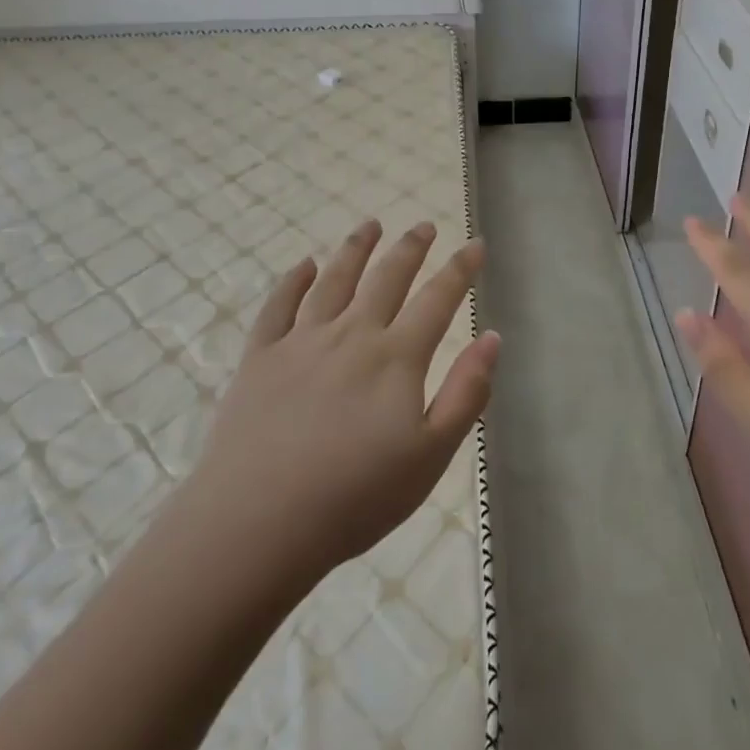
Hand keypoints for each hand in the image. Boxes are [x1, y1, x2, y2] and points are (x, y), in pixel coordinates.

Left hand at [179, 219, 497, 585]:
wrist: (257, 523)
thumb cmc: (355, 498)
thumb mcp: (431, 456)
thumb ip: (466, 393)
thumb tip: (492, 337)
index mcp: (396, 358)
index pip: (437, 299)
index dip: (460, 269)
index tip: (475, 244)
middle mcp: (351, 335)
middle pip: (386, 278)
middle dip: (410, 248)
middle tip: (424, 226)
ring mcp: (300, 342)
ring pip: (334, 280)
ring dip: (355, 249)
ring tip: (370, 225)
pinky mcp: (260, 358)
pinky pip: (278, 306)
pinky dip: (293, 281)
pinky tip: (303, 265)